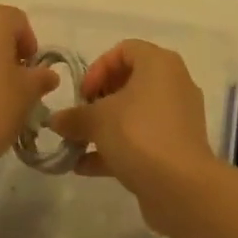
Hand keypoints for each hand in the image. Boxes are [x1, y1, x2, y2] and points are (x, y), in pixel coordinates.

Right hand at [49, 40, 219, 233]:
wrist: (182, 188)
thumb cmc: (138, 134)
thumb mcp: (97, 120)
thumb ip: (74, 116)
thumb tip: (56, 120)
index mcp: (159, 63)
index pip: (125, 50)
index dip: (98, 68)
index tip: (83, 94)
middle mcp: (173, 83)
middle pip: (130, 82)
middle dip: (99, 100)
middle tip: (81, 118)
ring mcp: (178, 117)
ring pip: (135, 113)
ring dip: (105, 128)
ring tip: (77, 145)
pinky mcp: (178, 147)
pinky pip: (143, 139)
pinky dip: (117, 148)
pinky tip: (86, 167)